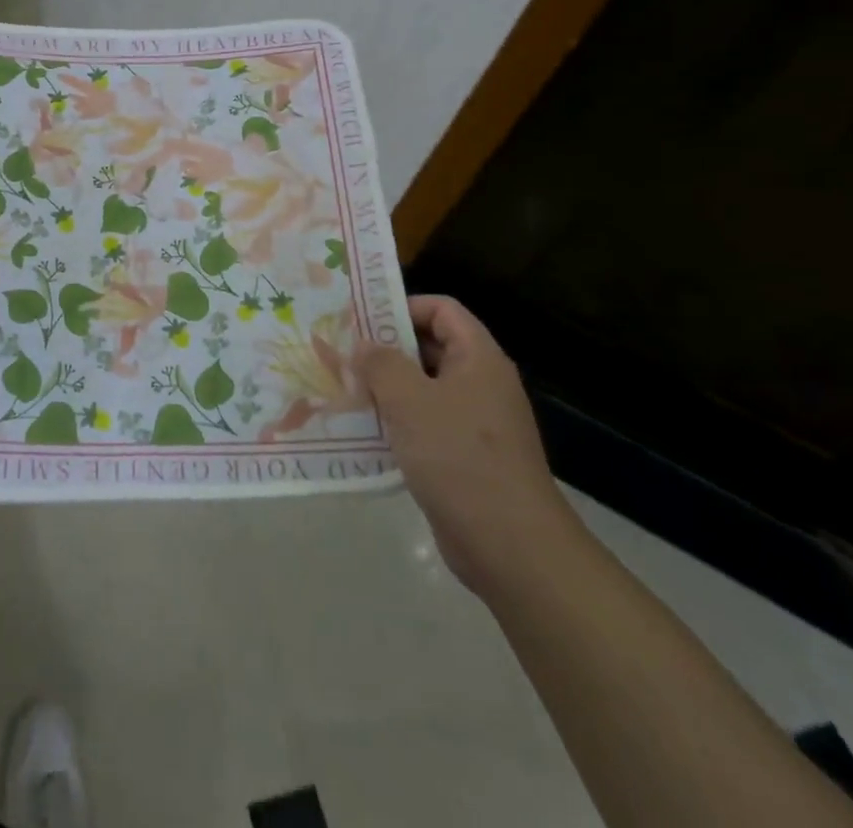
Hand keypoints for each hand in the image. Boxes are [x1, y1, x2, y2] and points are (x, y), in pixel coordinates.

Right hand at [358, 294, 581, 601]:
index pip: (441, 309)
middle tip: (342, 354)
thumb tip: (363, 346)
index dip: (402, 306)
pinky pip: (425, 425)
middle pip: (430, 347)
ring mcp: (475, 423)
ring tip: (343, 390)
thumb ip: (380, 364)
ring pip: (423, 389)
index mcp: (478, 359)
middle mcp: (480, 384)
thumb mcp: (408, 400)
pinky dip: (396, 423)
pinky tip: (363, 432)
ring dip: (385, 388)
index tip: (361, 321)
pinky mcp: (464, 458)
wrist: (510, 546)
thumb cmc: (458, 456)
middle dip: (385, 349)